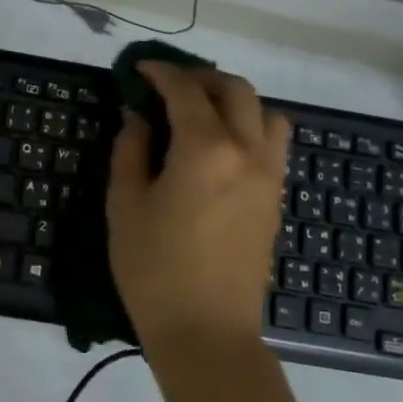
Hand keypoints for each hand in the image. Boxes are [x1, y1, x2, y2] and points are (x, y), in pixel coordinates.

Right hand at [106, 62, 291, 367]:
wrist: (206, 332)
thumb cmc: (154, 269)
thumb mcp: (126, 204)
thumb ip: (131, 150)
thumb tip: (137, 117)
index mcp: (205, 148)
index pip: (185, 91)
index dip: (160, 72)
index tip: (139, 69)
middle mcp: (247, 151)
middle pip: (235, 90)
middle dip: (200, 78)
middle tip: (167, 86)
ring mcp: (270, 176)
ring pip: (265, 112)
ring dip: (234, 100)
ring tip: (201, 113)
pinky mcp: (276, 199)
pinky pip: (272, 143)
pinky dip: (249, 127)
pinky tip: (219, 148)